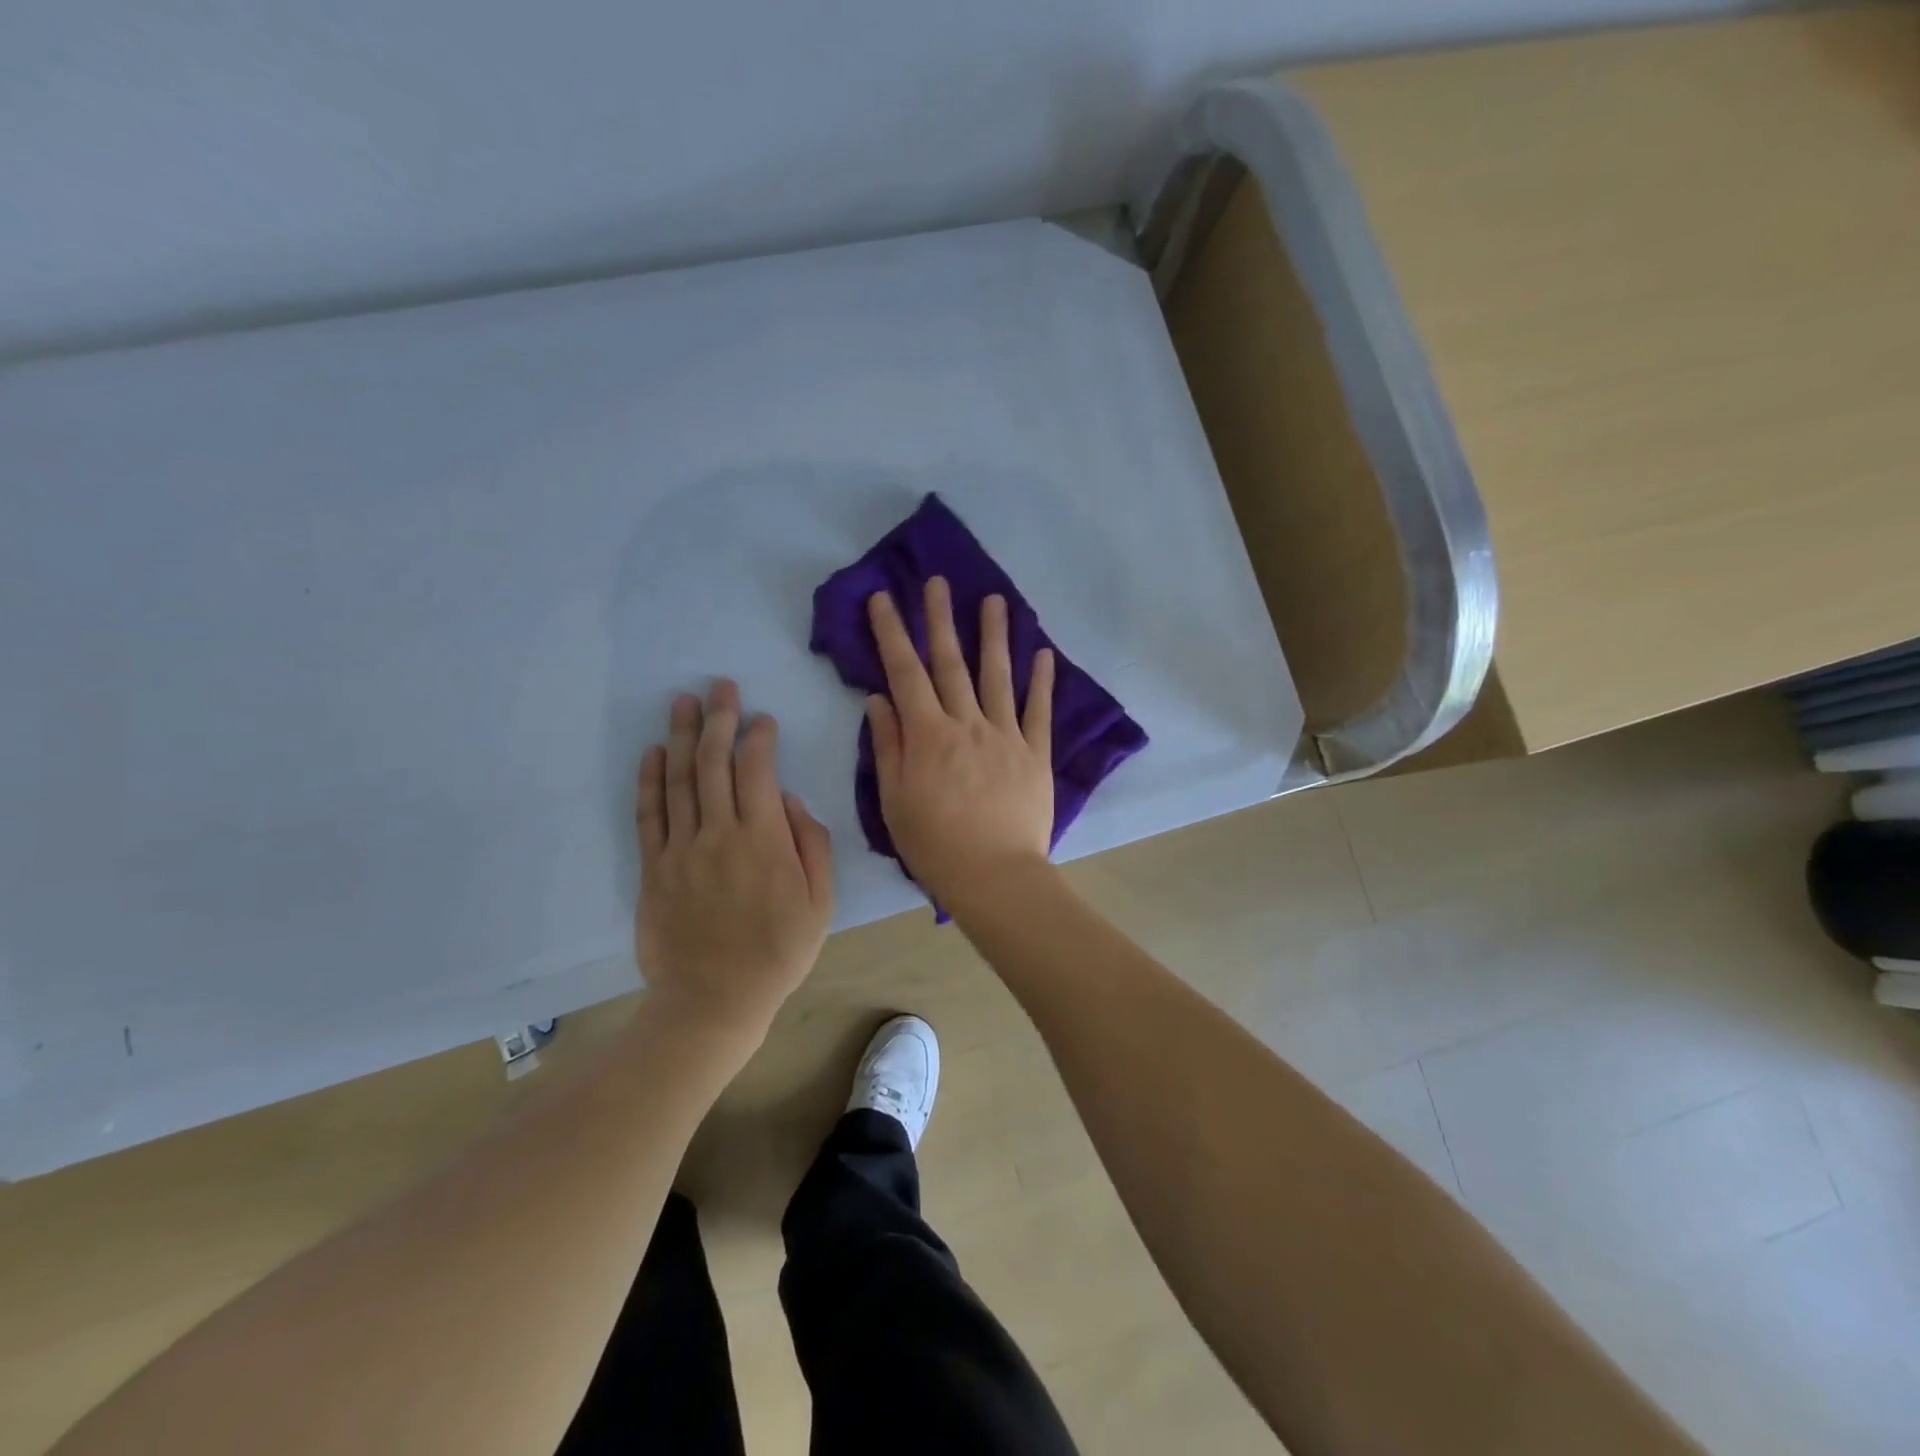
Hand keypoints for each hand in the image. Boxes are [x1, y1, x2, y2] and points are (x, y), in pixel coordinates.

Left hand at [637, 679, 832, 1040]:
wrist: (714, 1001)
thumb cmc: (778, 952)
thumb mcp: (819, 904)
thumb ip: (812, 846)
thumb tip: (790, 801)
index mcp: (764, 841)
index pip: (757, 772)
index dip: (758, 738)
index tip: (761, 718)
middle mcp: (719, 835)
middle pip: (715, 765)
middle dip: (719, 720)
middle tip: (720, 686)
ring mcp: (681, 850)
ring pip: (680, 781)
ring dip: (682, 737)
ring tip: (683, 702)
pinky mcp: (654, 869)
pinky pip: (649, 815)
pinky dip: (650, 780)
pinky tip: (654, 752)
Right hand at [865, 578, 1055, 906]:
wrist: (995, 876)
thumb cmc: (935, 845)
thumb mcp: (893, 801)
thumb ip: (888, 746)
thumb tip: (879, 700)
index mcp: (928, 735)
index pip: (905, 673)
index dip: (892, 633)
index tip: (884, 598)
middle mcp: (967, 724)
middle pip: (951, 663)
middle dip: (940, 619)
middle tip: (937, 582)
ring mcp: (1006, 735)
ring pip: (998, 676)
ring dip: (995, 636)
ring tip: (994, 600)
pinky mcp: (1036, 753)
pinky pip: (1038, 711)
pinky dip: (1042, 681)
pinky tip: (1043, 653)